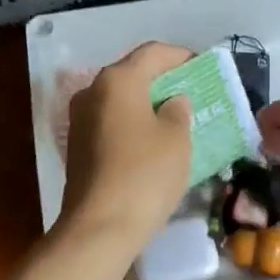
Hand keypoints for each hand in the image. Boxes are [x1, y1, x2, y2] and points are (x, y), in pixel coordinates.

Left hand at [59, 42, 193, 247]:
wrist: (100, 227)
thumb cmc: (146, 174)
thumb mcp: (176, 138)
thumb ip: (178, 111)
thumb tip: (172, 102)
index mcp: (118, 80)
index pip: (153, 53)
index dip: (181, 56)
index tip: (202, 67)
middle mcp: (92, 92)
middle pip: (132, 75)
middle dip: (162, 81)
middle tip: (191, 94)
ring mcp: (80, 121)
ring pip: (120, 101)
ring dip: (146, 105)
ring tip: (174, 120)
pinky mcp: (77, 147)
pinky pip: (111, 123)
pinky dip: (132, 125)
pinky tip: (151, 143)